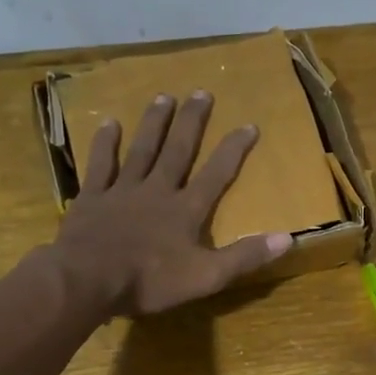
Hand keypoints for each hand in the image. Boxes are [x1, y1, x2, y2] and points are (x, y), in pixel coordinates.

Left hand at [52, 91, 291, 316]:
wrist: (87, 281)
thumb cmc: (150, 281)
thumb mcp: (206, 277)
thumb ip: (244, 257)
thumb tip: (288, 238)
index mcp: (186, 210)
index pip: (217, 174)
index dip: (233, 150)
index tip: (248, 125)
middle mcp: (158, 191)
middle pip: (178, 150)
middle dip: (192, 122)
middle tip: (201, 92)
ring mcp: (123, 191)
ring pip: (142, 149)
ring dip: (154, 123)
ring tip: (164, 97)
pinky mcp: (92, 198)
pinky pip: (101, 165)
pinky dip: (105, 143)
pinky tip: (109, 122)